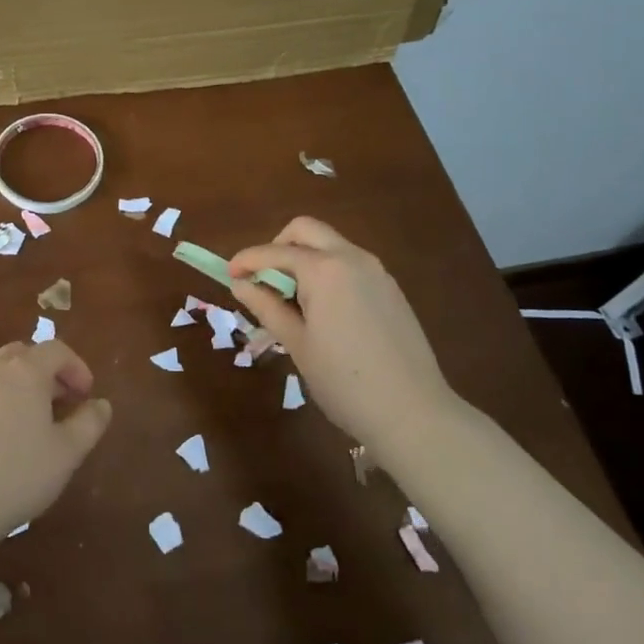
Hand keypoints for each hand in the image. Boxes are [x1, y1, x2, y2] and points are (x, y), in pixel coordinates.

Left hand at [0, 339, 111, 552]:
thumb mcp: (66, 454)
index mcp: (24, 372)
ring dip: (18, 388)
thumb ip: (89, 423)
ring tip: (28, 425)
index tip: (85, 396)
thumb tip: (101, 404)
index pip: (56, 350)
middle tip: (59, 404)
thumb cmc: (15, 476)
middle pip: (23, 354)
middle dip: (46, 372)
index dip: (76, 367)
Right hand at [228, 217, 455, 450]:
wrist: (413, 413)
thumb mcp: (297, 344)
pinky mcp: (391, 289)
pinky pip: (350, 264)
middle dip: (278, 246)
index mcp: (325, 269)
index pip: (275, 252)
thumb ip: (266, 306)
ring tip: (292, 300)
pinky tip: (323, 310)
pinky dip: (327, 271)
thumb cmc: (344, 381)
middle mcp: (352, 258)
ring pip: (331, 245)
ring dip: (304, 258)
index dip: (247, 260)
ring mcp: (377, 271)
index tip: (229, 275)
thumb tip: (241, 284)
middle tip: (264, 279)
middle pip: (306, 230)